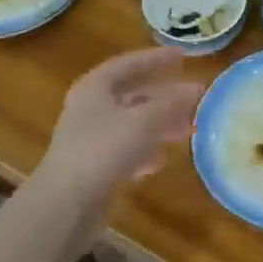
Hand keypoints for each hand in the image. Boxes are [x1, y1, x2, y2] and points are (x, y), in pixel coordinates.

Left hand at [35, 49, 203, 206]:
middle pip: (132, 94)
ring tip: (187, 129)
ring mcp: (89, 138)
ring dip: (159, 124)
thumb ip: (172, 103)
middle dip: (164, 97)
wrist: (65, 204)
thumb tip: (198, 88)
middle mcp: (90, 108)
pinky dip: (144, 151)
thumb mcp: (145, 121)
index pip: (129, 63)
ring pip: (131, 123)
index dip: (156, 59)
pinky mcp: (92, 167)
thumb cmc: (103, 149)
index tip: (182, 56)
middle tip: (193, 98)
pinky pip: (124, 150)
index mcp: (95, 87)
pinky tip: (160, 161)